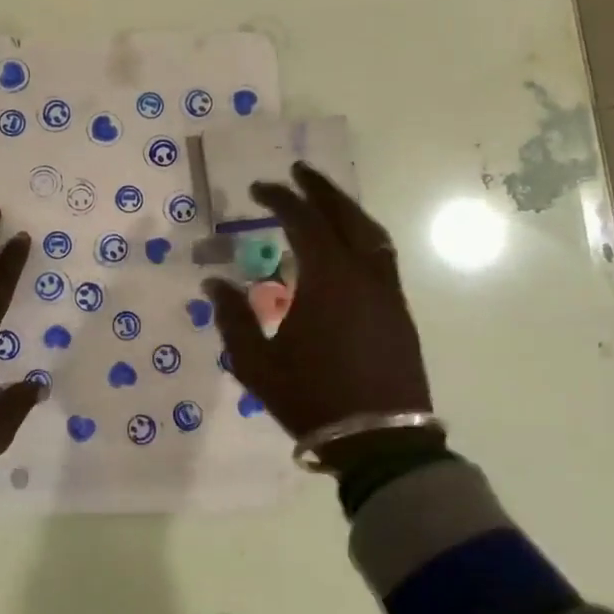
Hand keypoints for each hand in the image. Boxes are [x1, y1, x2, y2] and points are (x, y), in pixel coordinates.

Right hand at [204, 163, 433, 455]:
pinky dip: (362, 235)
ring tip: (324, 201)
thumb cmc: (312, 397)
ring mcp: (387, 291)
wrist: (380, 441)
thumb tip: (214, 282)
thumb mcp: (256, 362)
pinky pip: (381, 255)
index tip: (258, 188)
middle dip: (320, 189)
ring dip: (346, 210)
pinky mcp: (399, 311)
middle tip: (298, 171)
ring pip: (371, 233)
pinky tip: (347, 246)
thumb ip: (233, 317)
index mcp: (328, 278)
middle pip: (345, 215)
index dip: (279, 198)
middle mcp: (363, 273)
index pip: (303, 220)